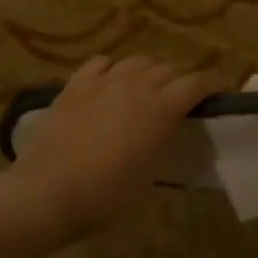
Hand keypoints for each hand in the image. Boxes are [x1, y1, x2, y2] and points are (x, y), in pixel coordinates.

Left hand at [4, 55, 210, 243]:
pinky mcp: (75, 84)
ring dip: (146, 72)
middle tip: (175, 100)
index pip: (194, 84)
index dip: (206, 87)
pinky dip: (110, 69)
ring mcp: (103, 81)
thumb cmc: (104, 197)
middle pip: (166, 68)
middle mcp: (136, 86)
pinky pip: (100, 63)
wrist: (47, 191)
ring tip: (143, 89)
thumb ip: (160, 146)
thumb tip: (163, 134)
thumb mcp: (147, 178)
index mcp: (161, 109)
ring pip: (135, 61)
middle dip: (176, 80)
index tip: (210, 96)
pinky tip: (108, 82)